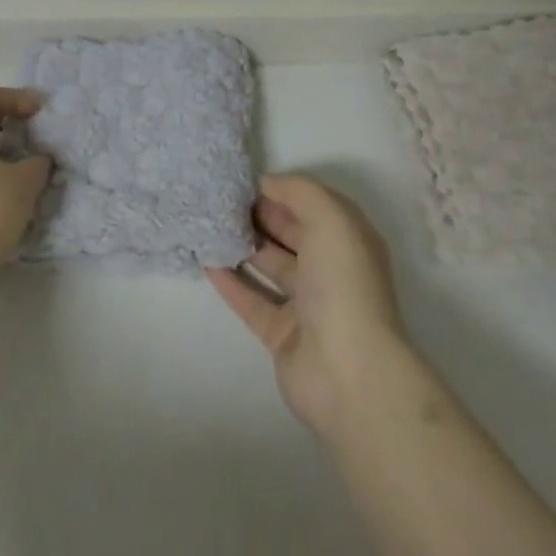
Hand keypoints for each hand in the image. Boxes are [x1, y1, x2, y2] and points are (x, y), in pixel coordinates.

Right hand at [207, 174, 409, 438]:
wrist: (348, 372)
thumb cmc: (343, 284)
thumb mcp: (330, 219)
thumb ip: (299, 192)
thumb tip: (268, 183)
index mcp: (349, 241)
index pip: (313, 207)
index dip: (282, 193)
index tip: (244, 183)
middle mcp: (331, 270)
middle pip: (292, 235)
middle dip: (261, 217)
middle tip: (221, 202)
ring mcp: (307, 306)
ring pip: (271, 267)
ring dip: (243, 247)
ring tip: (209, 226)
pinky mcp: (283, 335)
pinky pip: (252, 301)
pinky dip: (231, 283)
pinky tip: (206, 263)